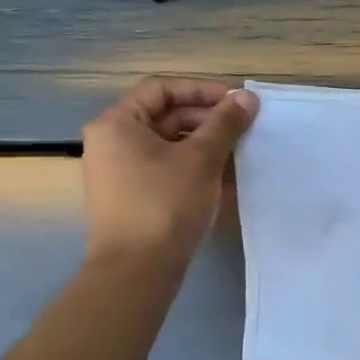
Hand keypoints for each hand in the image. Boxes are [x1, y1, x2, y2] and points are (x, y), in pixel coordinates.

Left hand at [80, 77, 258, 262]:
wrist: (137, 270)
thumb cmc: (165, 203)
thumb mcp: (201, 158)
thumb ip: (225, 123)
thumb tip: (247, 96)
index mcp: (117, 123)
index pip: (162, 89)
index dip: (201, 90)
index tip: (236, 103)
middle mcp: (111, 142)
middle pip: (165, 116)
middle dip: (207, 119)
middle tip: (243, 128)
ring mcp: (119, 172)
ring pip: (168, 144)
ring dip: (204, 144)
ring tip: (239, 153)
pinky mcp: (131, 197)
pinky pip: (165, 169)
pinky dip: (193, 167)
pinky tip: (223, 178)